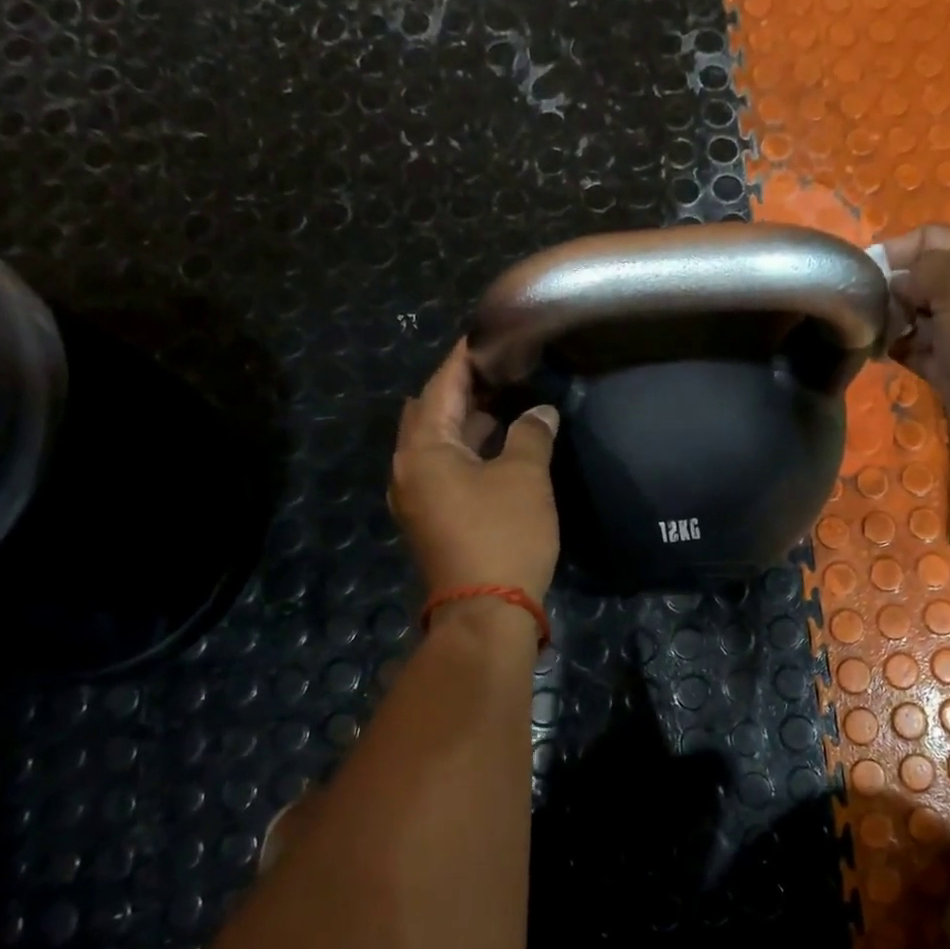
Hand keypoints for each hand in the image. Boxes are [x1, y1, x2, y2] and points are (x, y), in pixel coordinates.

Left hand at [391, 342, 560, 605]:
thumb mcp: (524, 477)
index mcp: (423, 449)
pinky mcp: (432, 519)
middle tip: (502, 370)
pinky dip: (469, 451)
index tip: (487, 335)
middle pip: (432, 413)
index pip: (441, 386)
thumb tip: (540, 412)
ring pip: (439, 444)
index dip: (465, 358)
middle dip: (464, 389)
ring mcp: (417, 497)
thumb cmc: (503, 535)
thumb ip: (531, 434)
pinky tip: (499, 447)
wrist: (487, 613)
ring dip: (468, 422)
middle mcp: (408, 469)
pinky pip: (445, 469)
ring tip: (507, 401)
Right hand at [882, 225, 949, 471]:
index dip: (897, 249)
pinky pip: (917, 348)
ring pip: (918, 315)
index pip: (935, 238)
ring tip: (868, 329)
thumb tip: (897, 281)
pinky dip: (897, 347)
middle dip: (893, 287)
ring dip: (892, 319)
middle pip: (924, 277)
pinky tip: (876, 349)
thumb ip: (921, 269)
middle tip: (865, 305)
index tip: (863, 268)